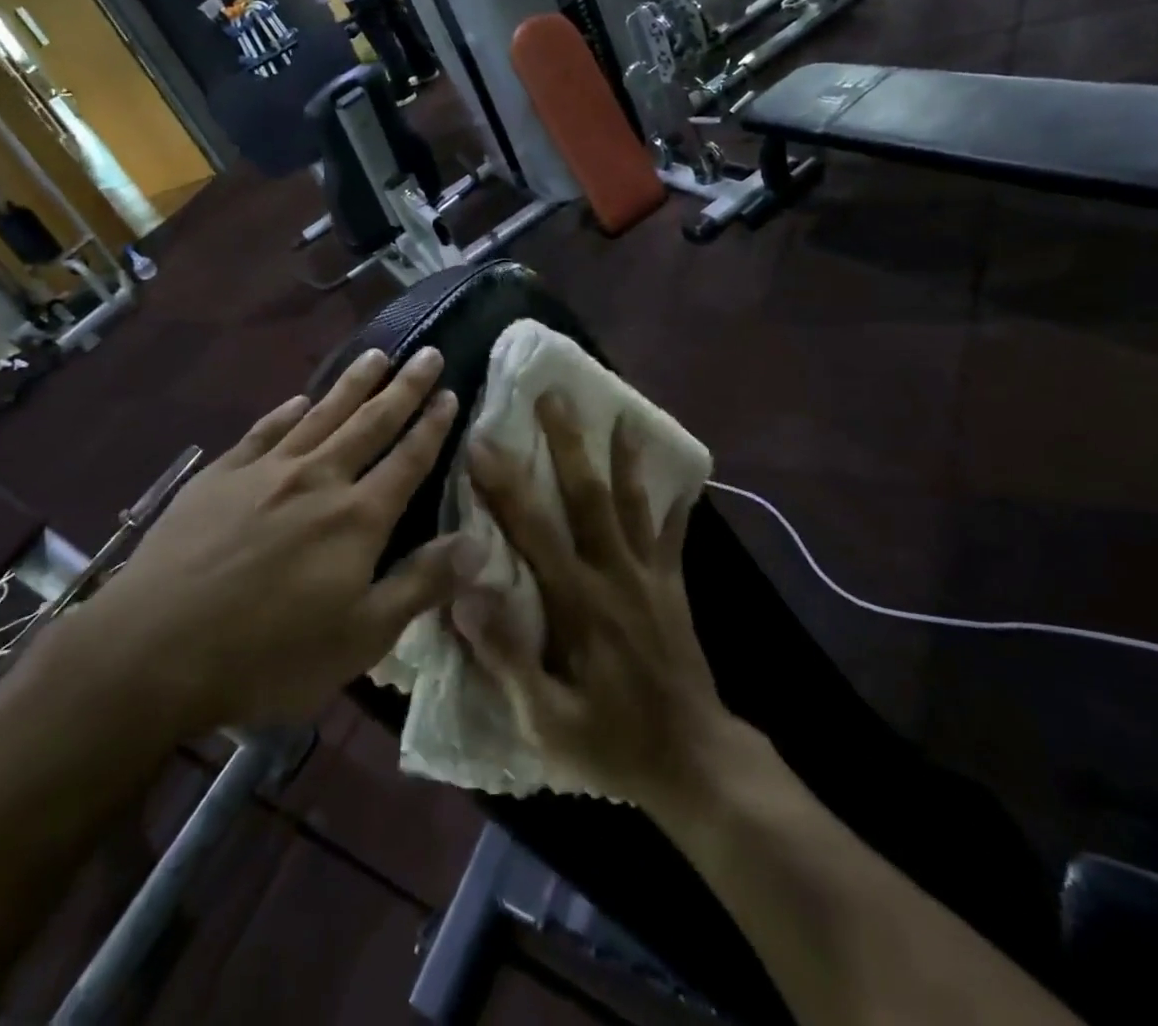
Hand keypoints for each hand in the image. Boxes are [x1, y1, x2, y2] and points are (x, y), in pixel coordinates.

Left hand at [67, 347, 485, 735]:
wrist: (154, 649)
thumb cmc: (268, 655)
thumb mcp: (361, 638)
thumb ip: (420, 585)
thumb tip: (478, 544)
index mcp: (358, 517)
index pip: (409, 459)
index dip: (433, 425)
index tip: (450, 392)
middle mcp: (319, 478)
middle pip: (371, 422)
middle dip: (404, 387)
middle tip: (427, 353)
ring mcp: (266, 472)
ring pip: (321, 414)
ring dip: (353, 383)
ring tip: (377, 355)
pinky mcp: (221, 475)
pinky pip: (264, 431)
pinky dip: (286, 411)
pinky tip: (299, 398)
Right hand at [452, 395, 731, 812]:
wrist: (694, 761)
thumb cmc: (611, 742)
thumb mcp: (545, 719)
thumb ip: (505, 656)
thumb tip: (464, 594)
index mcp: (578, 602)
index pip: (534, 531)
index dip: (505, 485)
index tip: (482, 441)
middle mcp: (615, 574)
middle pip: (588, 497)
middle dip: (568, 443)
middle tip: (553, 396)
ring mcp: (650, 576)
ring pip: (633, 503)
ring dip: (623, 456)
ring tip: (619, 413)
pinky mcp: (673, 585)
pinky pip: (673, 533)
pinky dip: (674, 500)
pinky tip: (680, 473)